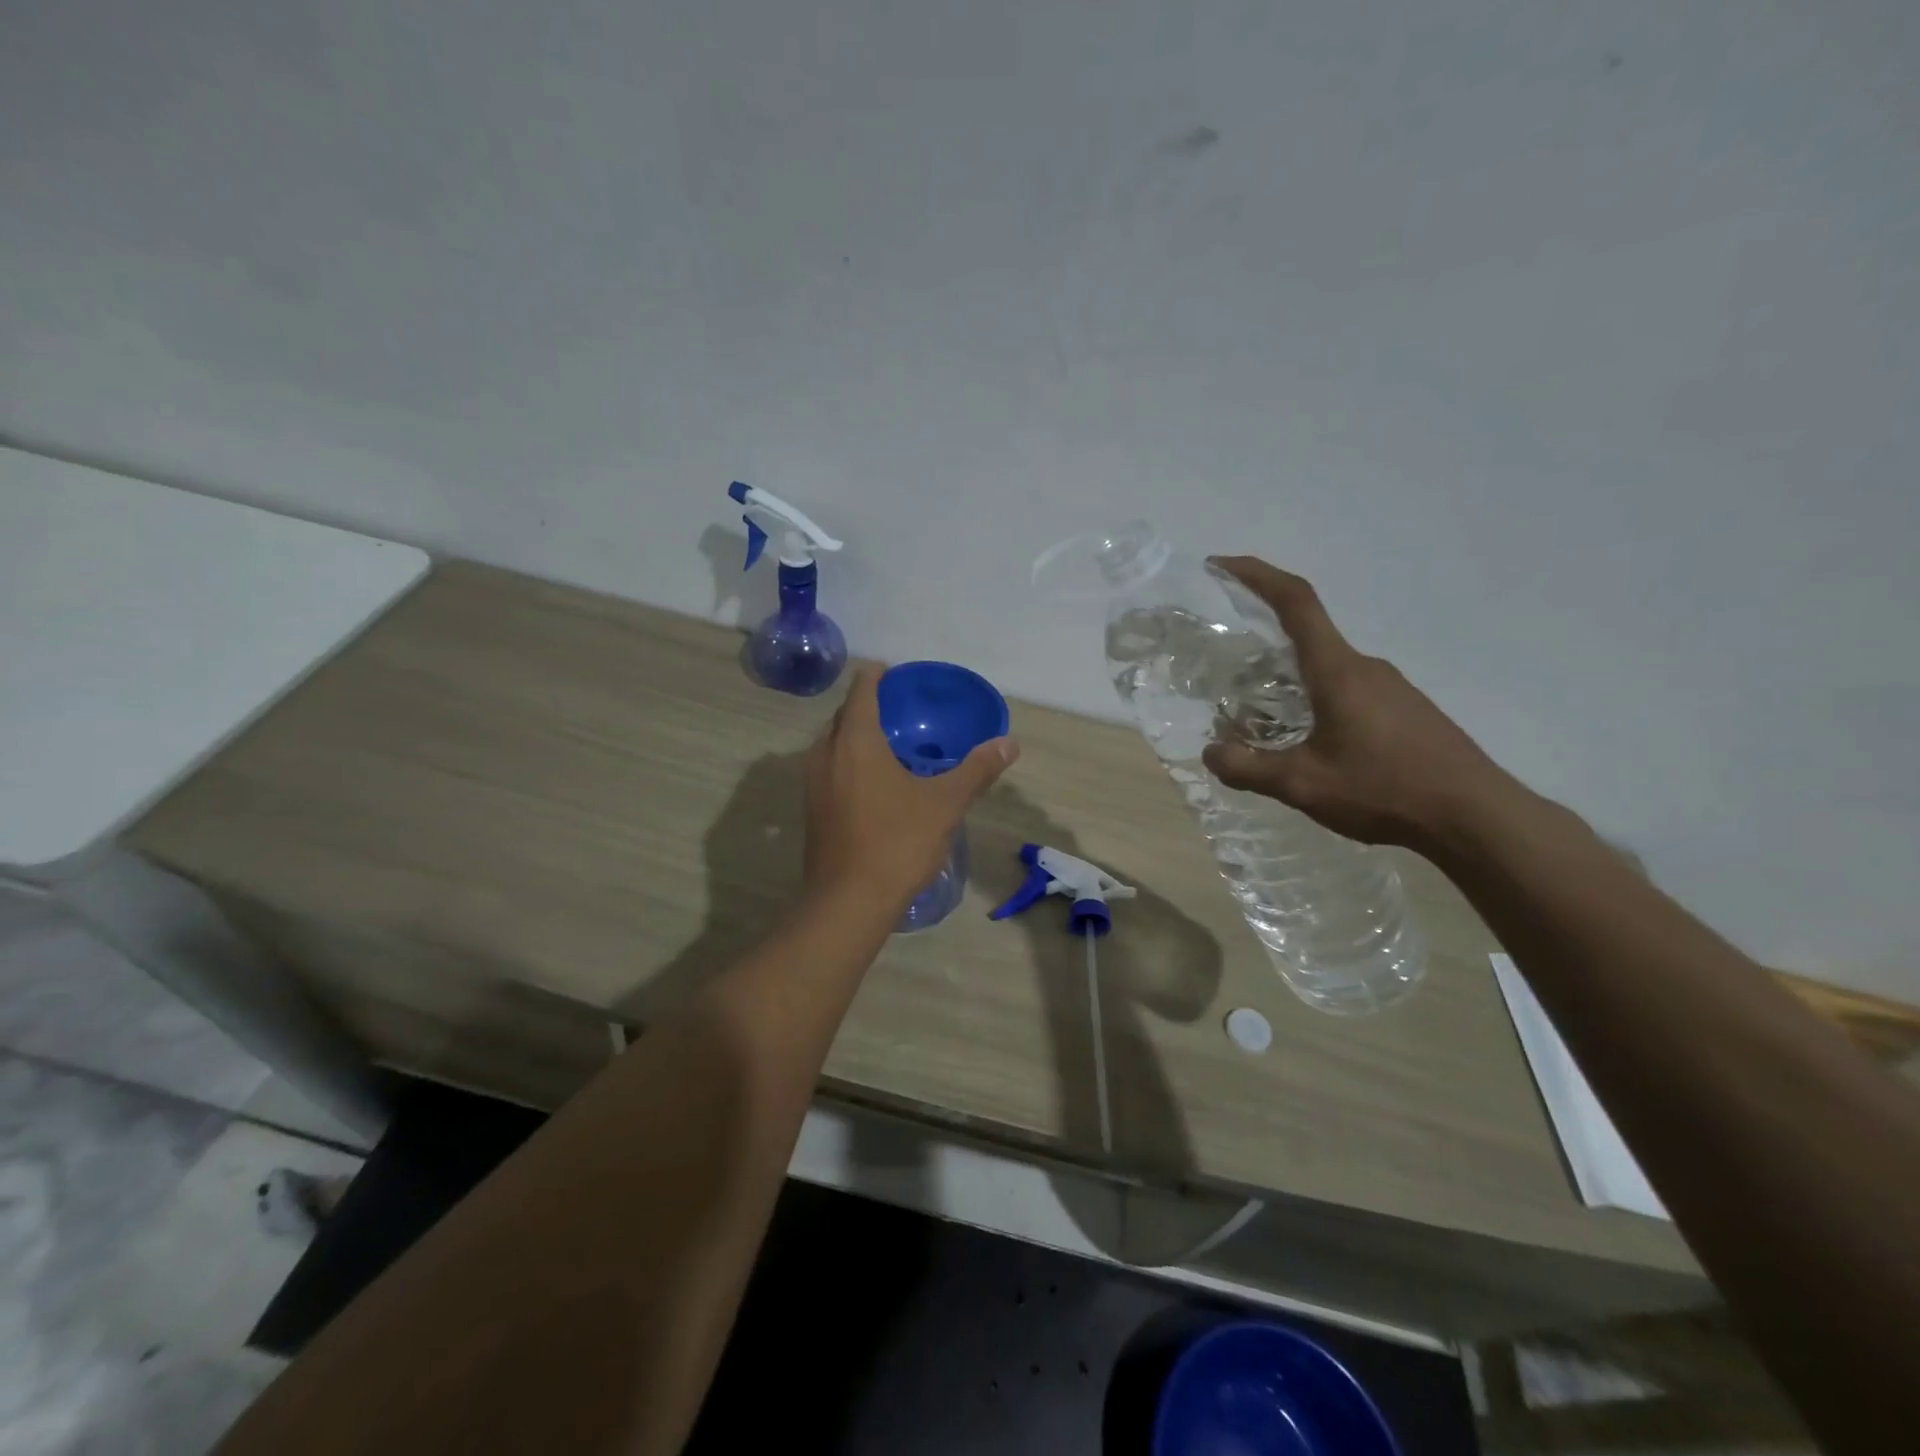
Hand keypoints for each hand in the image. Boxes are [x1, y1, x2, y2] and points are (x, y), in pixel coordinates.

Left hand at [804, 665, 1019, 906]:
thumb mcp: (945, 803)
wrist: (848, 902)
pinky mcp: (811, 810)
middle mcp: (825, 753)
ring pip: (833, 744)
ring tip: (890, 745)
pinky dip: (849, 763)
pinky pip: (829, 769)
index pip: (862, 690)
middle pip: (844, 715)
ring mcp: (812, 783)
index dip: (878, 676)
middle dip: (868, 706)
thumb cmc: (897, 842)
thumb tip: (1010, 743)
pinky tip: (874, 784)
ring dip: (856, 736)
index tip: (896, 673)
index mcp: (855, 740)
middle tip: (901, 710)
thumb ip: (976, 769)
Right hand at [1201, 557, 1517, 850]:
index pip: (1295, 602)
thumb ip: (1248, 768)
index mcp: (1337, 670)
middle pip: (1307, 638)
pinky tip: (1314, 745)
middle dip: (1263, 647)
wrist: (1476, 817)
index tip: (1221, 565)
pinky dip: (1318, 702)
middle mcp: (1365, 667)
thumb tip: (1211, 752)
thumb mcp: (1303, 785)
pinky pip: (1350, 691)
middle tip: (1231, 679)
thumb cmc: (1385, 790)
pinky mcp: (1406, 710)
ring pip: (1328, 670)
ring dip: (1291, 683)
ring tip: (1266, 725)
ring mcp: (1391, 687)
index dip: (1256, 575)